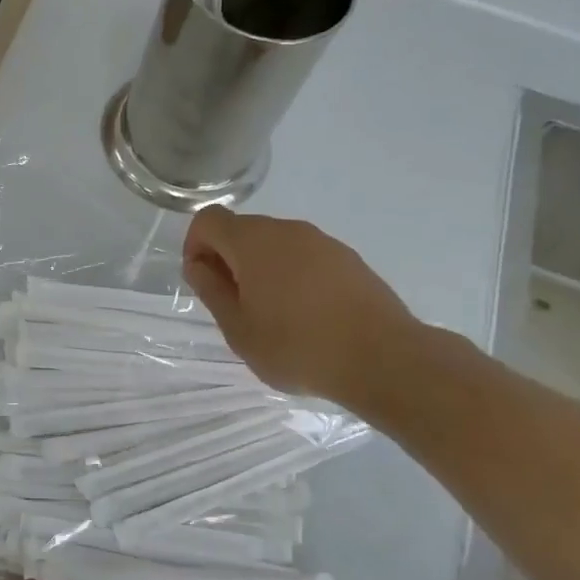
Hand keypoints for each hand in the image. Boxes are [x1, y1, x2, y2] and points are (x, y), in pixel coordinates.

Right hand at [183, 205, 418, 408]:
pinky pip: (305, 257)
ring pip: (275, 244)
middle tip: (235, 307)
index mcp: (254, 242)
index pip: (208, 220)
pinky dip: (292, 276)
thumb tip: (199, 265)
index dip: (195, 246)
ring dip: (261, 270)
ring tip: (272, 316)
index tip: (204, 283)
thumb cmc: (297, 347)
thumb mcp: (238, 329)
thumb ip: (212, 291)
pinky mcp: (349, 259)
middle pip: (242, 230)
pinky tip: (305, 316)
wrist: (383, 359)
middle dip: (228, 260)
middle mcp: (288, 230)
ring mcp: (323, 242)